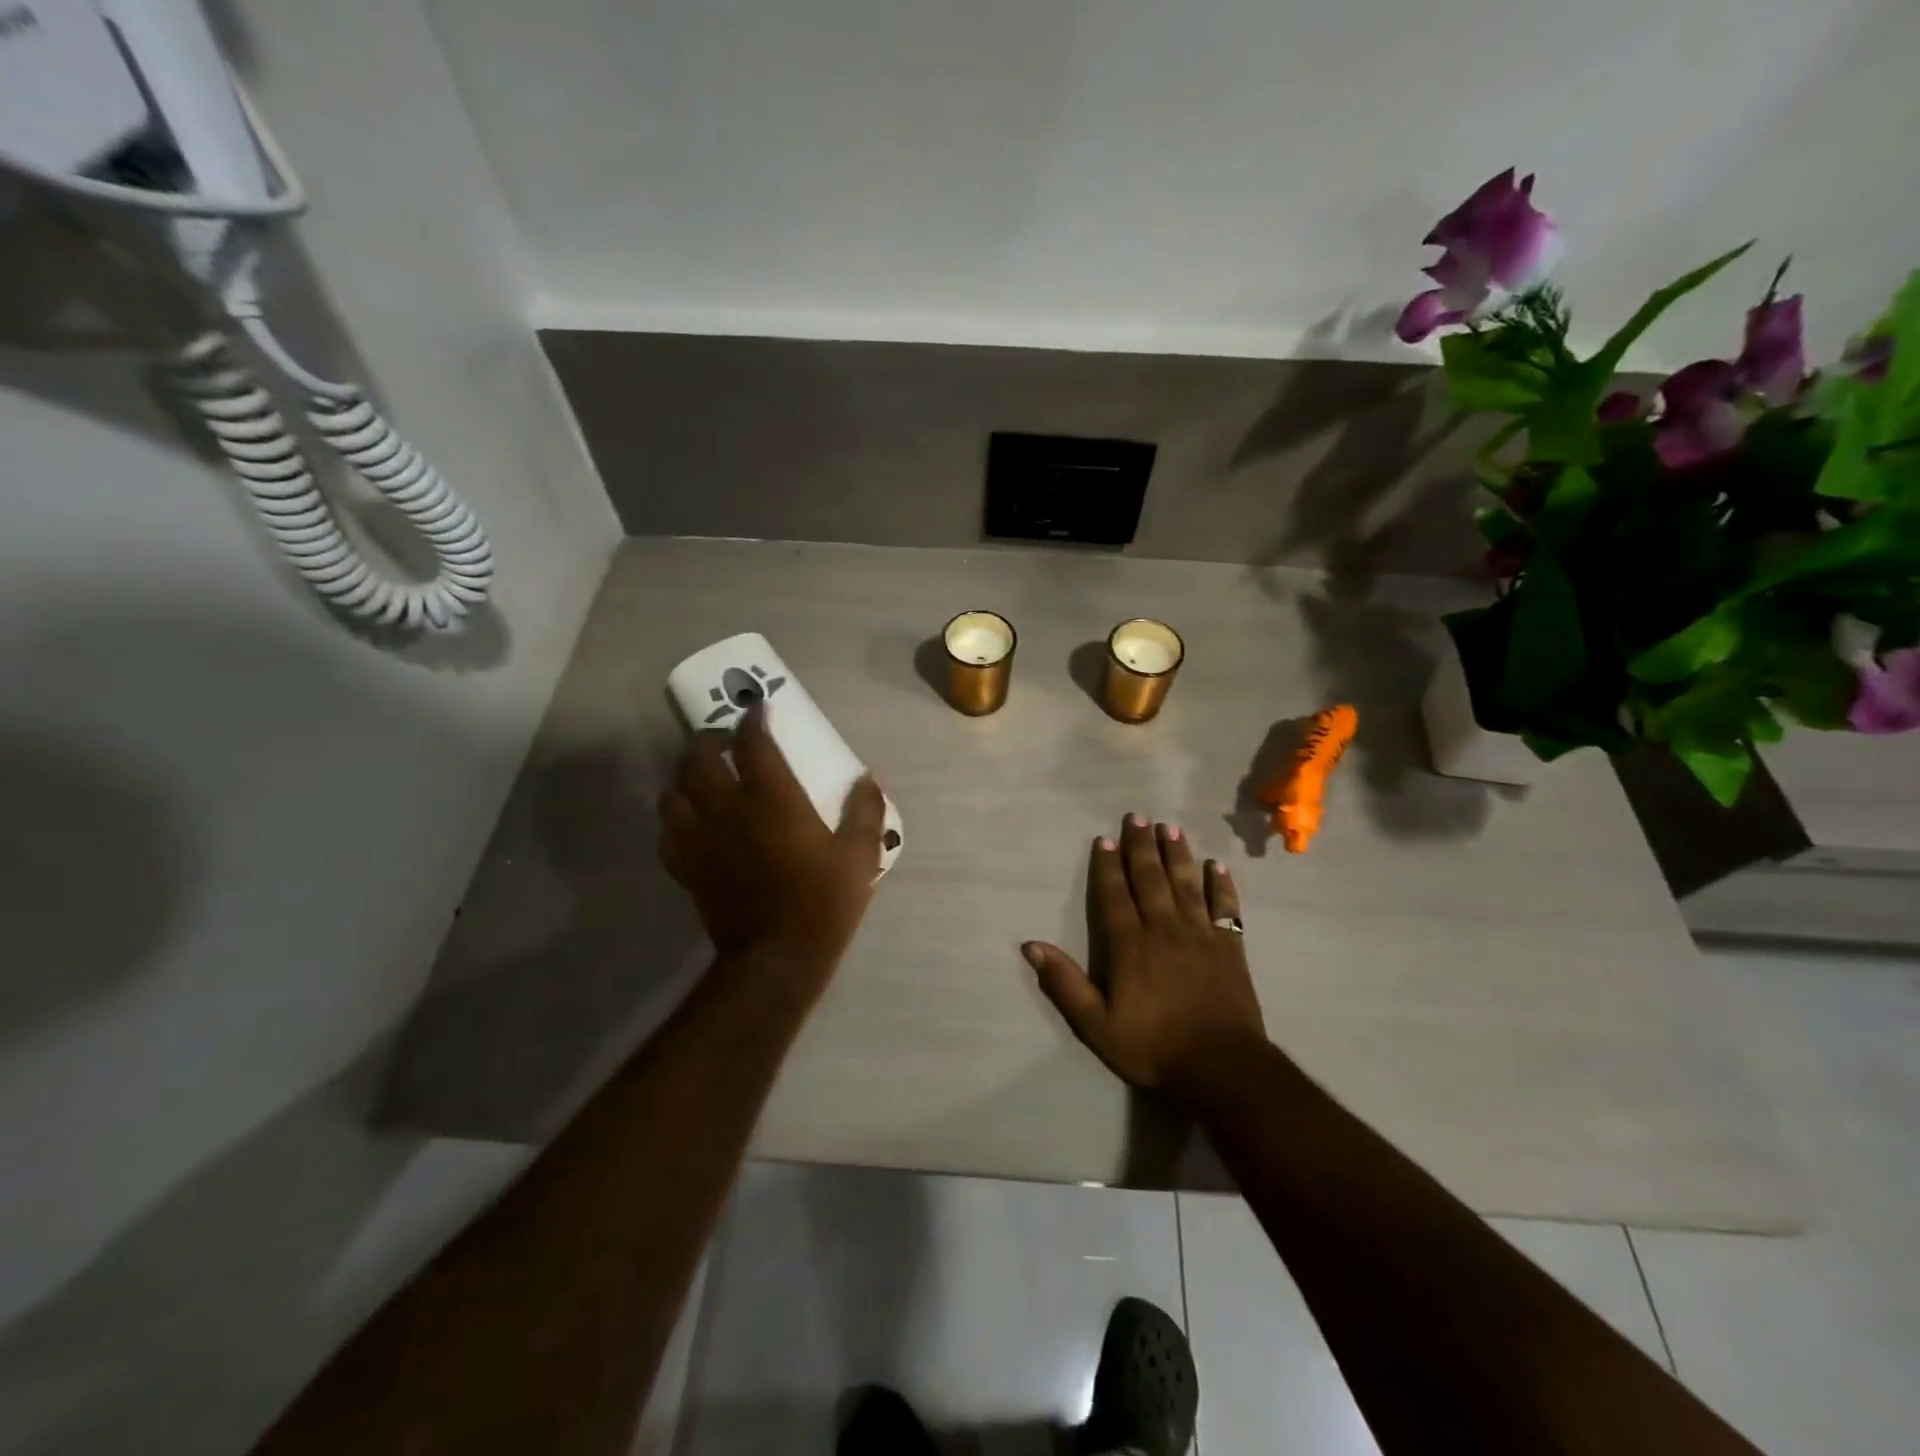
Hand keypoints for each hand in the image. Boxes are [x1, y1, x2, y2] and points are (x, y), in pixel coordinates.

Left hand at [659, 704, 886, 984]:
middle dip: (710, 739)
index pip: (753, 744)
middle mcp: (728, 810)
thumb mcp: (859, 855)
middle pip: (700, 758)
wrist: (777, 958)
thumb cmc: (823, 902)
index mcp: (772, 800)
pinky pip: (667, 832)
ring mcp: (701, 839)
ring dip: (686, 776)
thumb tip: (868, 778)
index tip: (759, 710)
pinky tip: (691, 822)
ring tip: (702, 778)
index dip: (754, 720)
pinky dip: (675, 818)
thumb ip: (864, 810)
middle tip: (725, 741)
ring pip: (674, 792)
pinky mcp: (686, 867)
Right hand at [1024, 815, 1266, 1105]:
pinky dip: (1221, 886)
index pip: (1115, 896)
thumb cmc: (1153, 1047)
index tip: (1105, 839)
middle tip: (1138, 816)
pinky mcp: (1230, 948)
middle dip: (1142, 846)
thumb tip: (1030, 946)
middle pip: (1151, 879)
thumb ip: (1065, 983)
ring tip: (1171, 827)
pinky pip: (1226, 908)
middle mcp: (1164, 930)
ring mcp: (1201, 936)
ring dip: (1177, 855)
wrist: (1222, 1068)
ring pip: (1186, 884)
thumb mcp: (1097, 1025)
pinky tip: (1216, 866)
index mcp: (1130, 946)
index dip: (1108, 867)